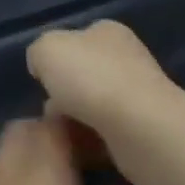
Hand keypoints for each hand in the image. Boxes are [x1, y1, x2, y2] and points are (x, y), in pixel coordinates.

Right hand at [26, 20, 173, 133]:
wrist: (138, 126)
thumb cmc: (90, 78)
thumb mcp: (46, 49)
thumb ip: (39, 52)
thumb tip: (43, 67)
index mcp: (108, 32)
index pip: (78, 40)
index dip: (57, 59)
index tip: (43, 81)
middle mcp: (128, 58)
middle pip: (85, 76)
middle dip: (64, 96)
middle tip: (49, 114)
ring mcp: (140, 94)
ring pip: (94, 108)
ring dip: (75, 122)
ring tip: (61, 136)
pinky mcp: (145, 128)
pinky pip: (107, 135)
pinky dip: (91, 144)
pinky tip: (81, 152)